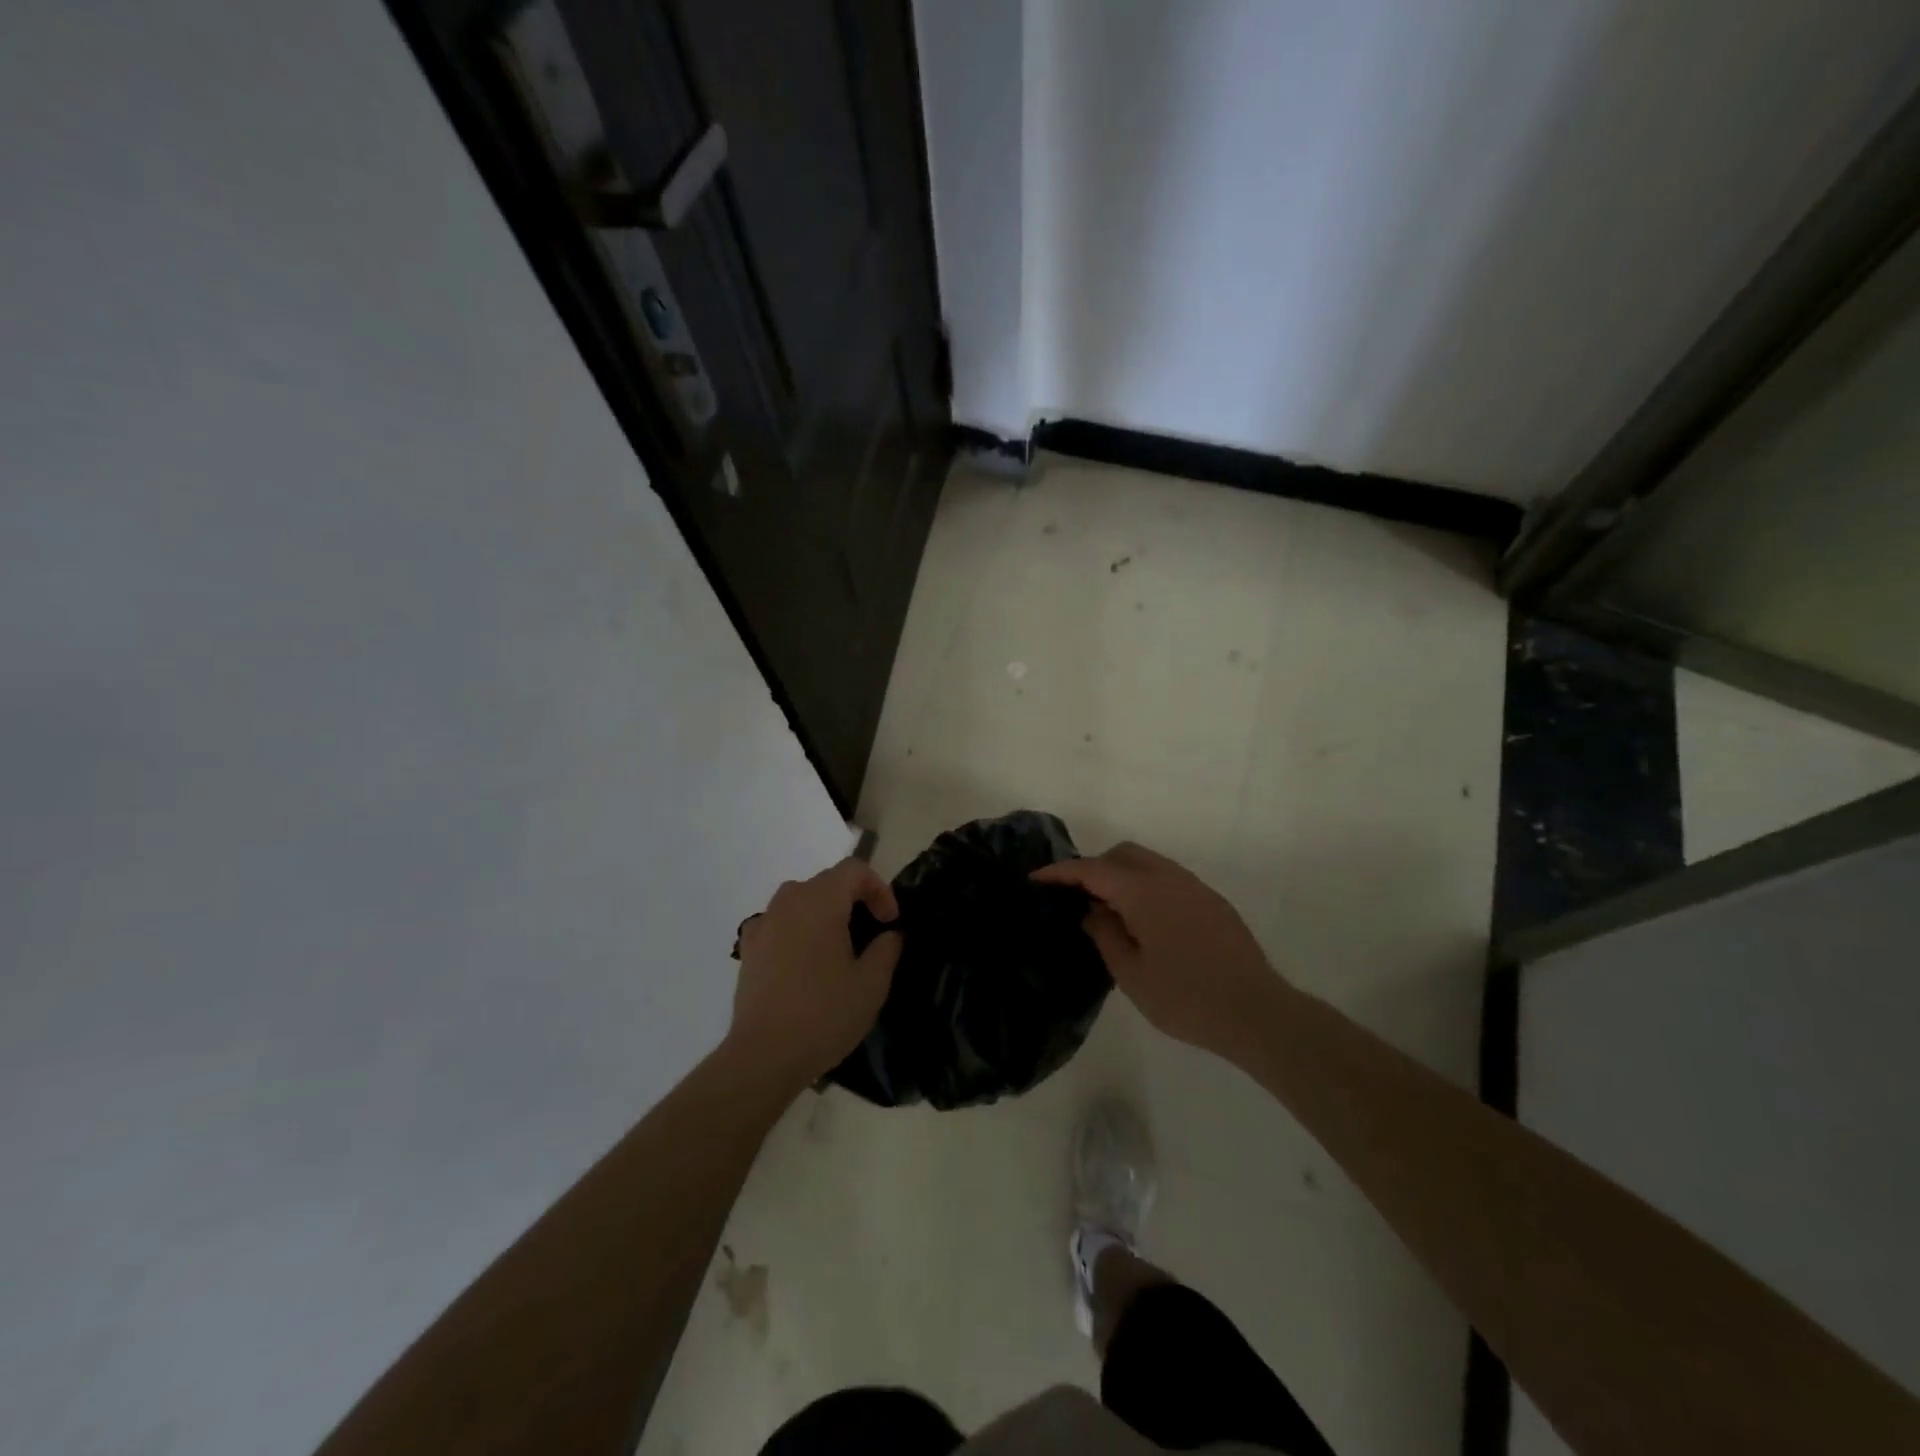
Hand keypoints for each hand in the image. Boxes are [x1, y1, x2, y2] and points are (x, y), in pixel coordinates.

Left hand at [729, 858, 901, 1095]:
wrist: (763, 1056)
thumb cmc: (824, 1014)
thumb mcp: (871, 984)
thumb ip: (887, 949)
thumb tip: (889, 933)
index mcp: (820, 901)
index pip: (854, 870)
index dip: (879, 888)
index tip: (889, 922)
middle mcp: (788, 902)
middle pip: (827, 882)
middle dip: (854, 900)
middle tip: (871, 934)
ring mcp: (764, 924)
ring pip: (801, 901)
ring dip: (825, 913)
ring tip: (839, 948)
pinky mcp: (749, 948)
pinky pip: (780, 924)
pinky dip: (798, 931)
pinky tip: (805, 963)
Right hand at [1033, 842, 1282, 1057]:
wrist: (1256, 1012)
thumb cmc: (1185, 998)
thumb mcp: (1131, 974)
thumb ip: (1105, 935)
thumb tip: (1092, 911)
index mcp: (1144, 893)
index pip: (1093, 870)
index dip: (1061, 872)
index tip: (1036, 879)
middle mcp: (1169, 878)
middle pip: (1123, 854)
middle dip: (1095, 867)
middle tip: (1077, 897)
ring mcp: (1195, 887)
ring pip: (1149, 863)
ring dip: (1123, 875)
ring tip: (1110, 911)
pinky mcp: (1212, 901)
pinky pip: (1169, 879)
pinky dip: (1146, 886)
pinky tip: (1145, 921)